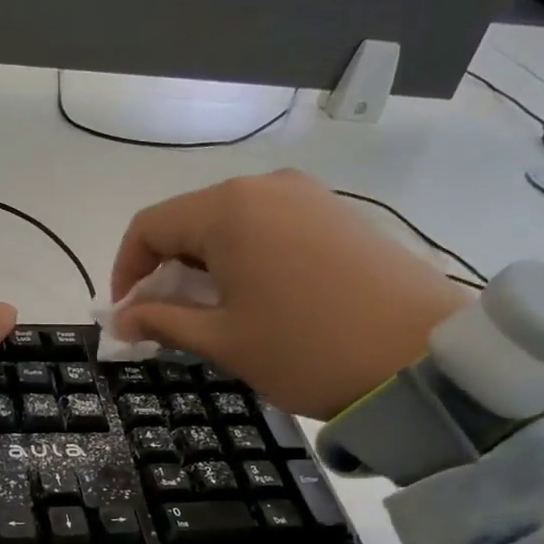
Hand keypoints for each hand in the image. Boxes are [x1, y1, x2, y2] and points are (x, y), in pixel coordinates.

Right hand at [112, 170, 472, 419]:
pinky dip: (242, 259)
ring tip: (209, 316)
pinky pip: (267, 227)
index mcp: (227, 210)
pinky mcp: (335, 213)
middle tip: (164, 323)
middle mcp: (264, 187)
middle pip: (188, 221)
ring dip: (203, 267)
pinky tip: (254, 299)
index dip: (125, 272)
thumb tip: (120, 320)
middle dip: (164, 271)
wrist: (422, 356)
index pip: (148, 227)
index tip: (125, 317)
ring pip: (228, 225)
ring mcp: (306, 196)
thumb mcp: (222, 341)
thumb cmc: (306, 349)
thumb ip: (161, 322)